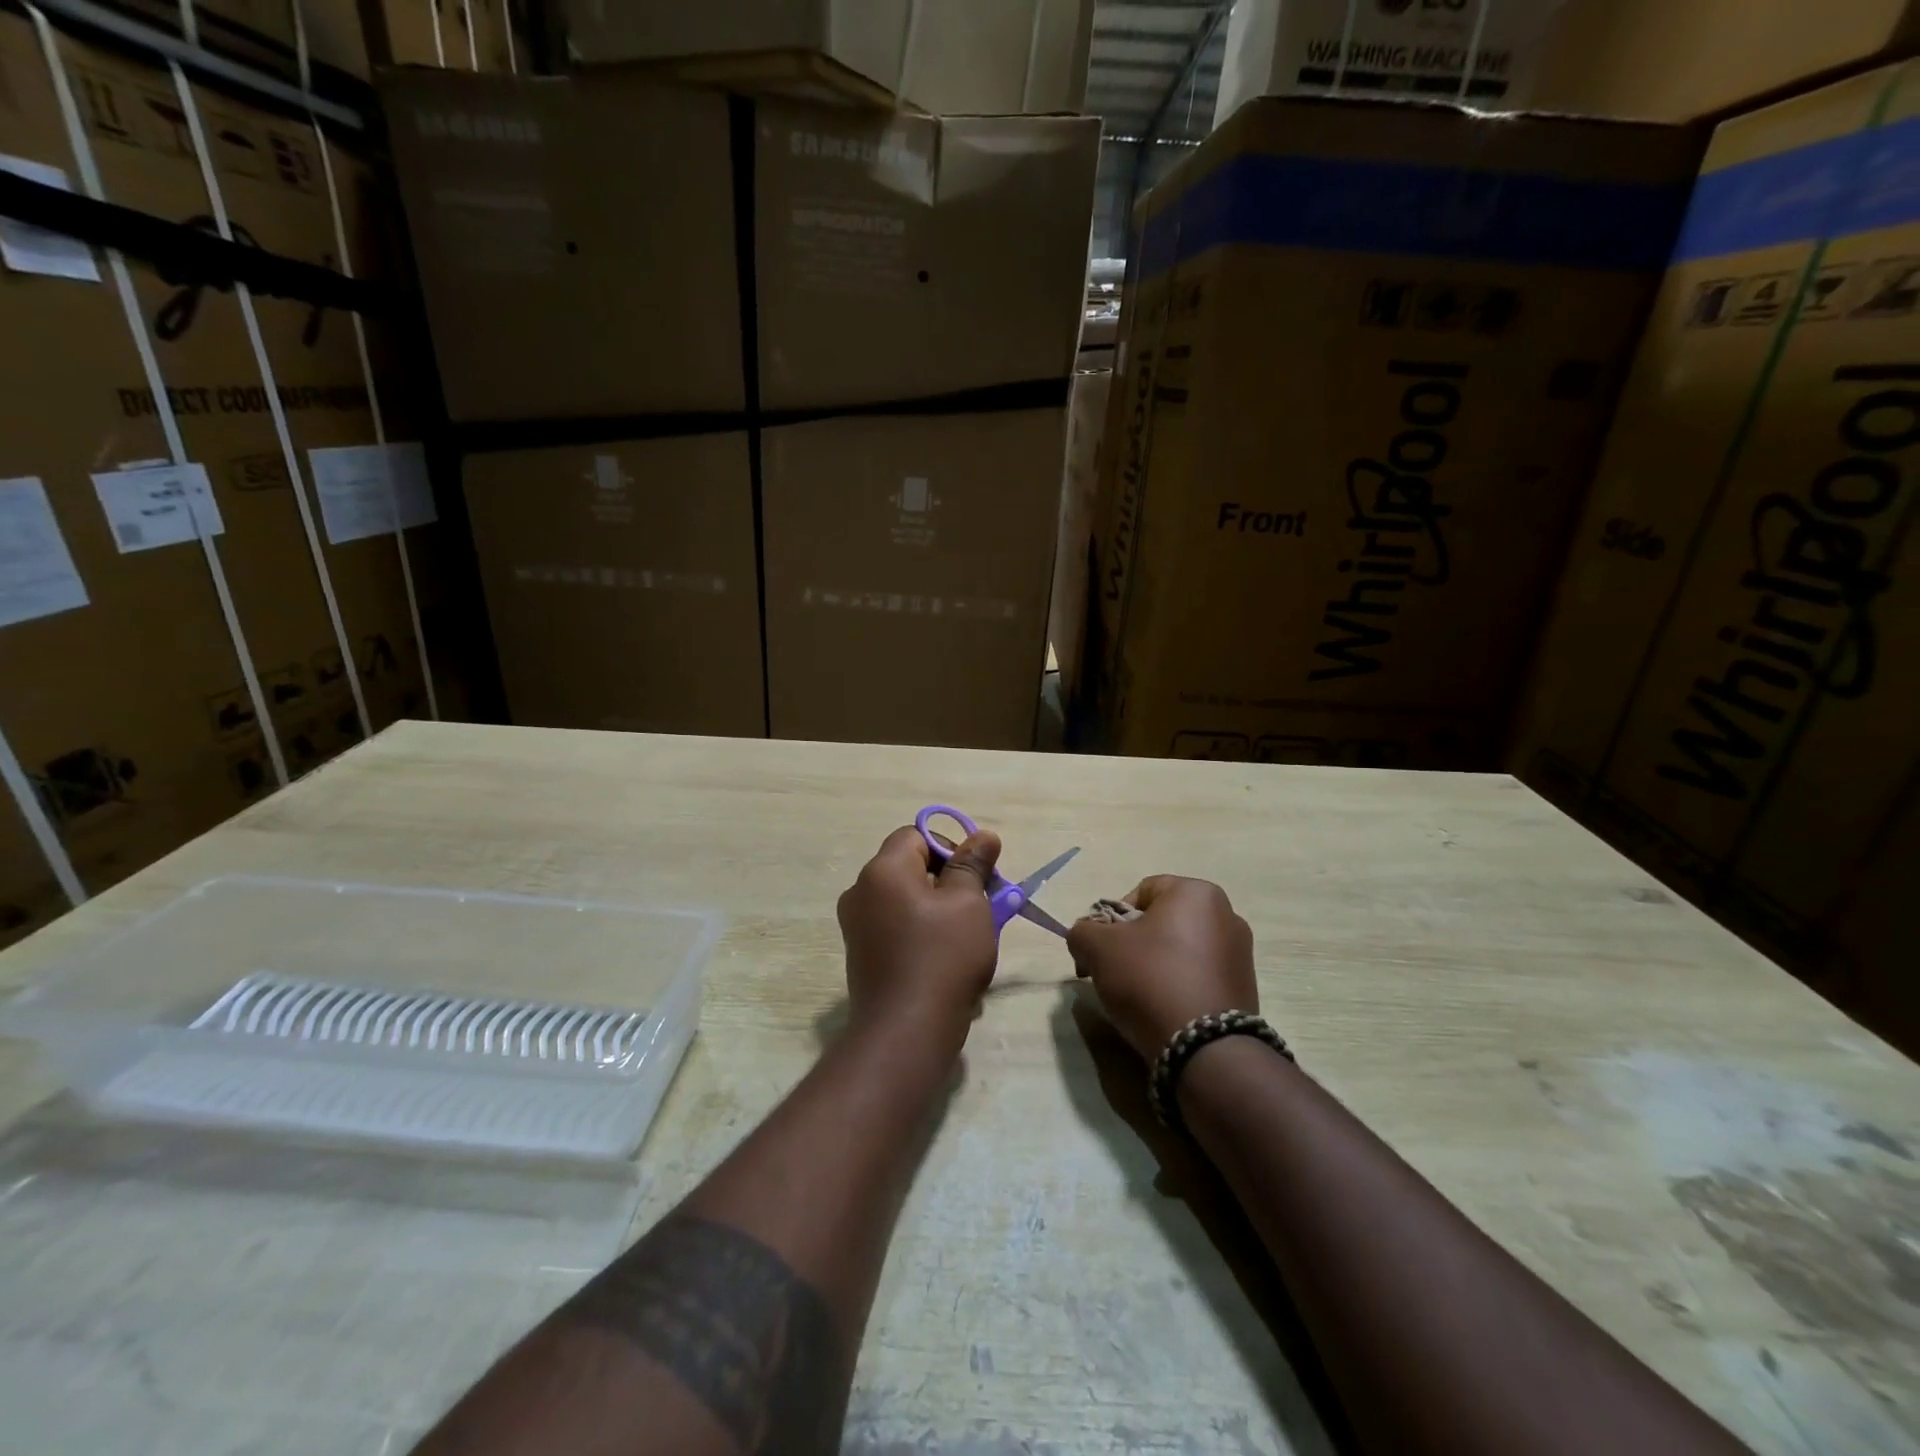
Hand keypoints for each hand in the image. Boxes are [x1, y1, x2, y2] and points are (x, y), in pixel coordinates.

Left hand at [836, 825, 1003, 1044]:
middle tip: (982, 905)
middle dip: (949, 880)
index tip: (978, 875)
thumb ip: (973, 864)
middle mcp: (861, 891)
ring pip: (906, 899)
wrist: (905, 1032)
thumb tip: (983, 836)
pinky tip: (946, 959)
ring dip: (939, 908)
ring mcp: (857, 926)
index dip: (951, 847)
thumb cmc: (942, 958)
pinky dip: (922, 932)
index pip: (917, 834)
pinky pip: (897, 927)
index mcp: (882, 870)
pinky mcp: (862, 955)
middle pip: (910, 866)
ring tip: (969, 936)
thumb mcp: (969, 903)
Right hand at [1066, 877, 1256, 1060]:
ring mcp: (1240, 953)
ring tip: (1138, 995)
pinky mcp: (1244, 987)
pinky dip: (1178, 985)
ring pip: (1180, 949)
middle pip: (1162, 921)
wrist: (1204, 1047)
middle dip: (1133, 943)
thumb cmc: (1150, 978)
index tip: (1102, 949)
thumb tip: (1085, 939)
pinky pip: (1199, 975)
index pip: (1142, 891)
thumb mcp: (1098, 948)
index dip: (1112, 918)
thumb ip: (1083, 932)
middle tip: (1114, 972)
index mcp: (1196, 892)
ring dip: (1155, 964)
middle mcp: (1226, 914)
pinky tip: (1164, 1009)